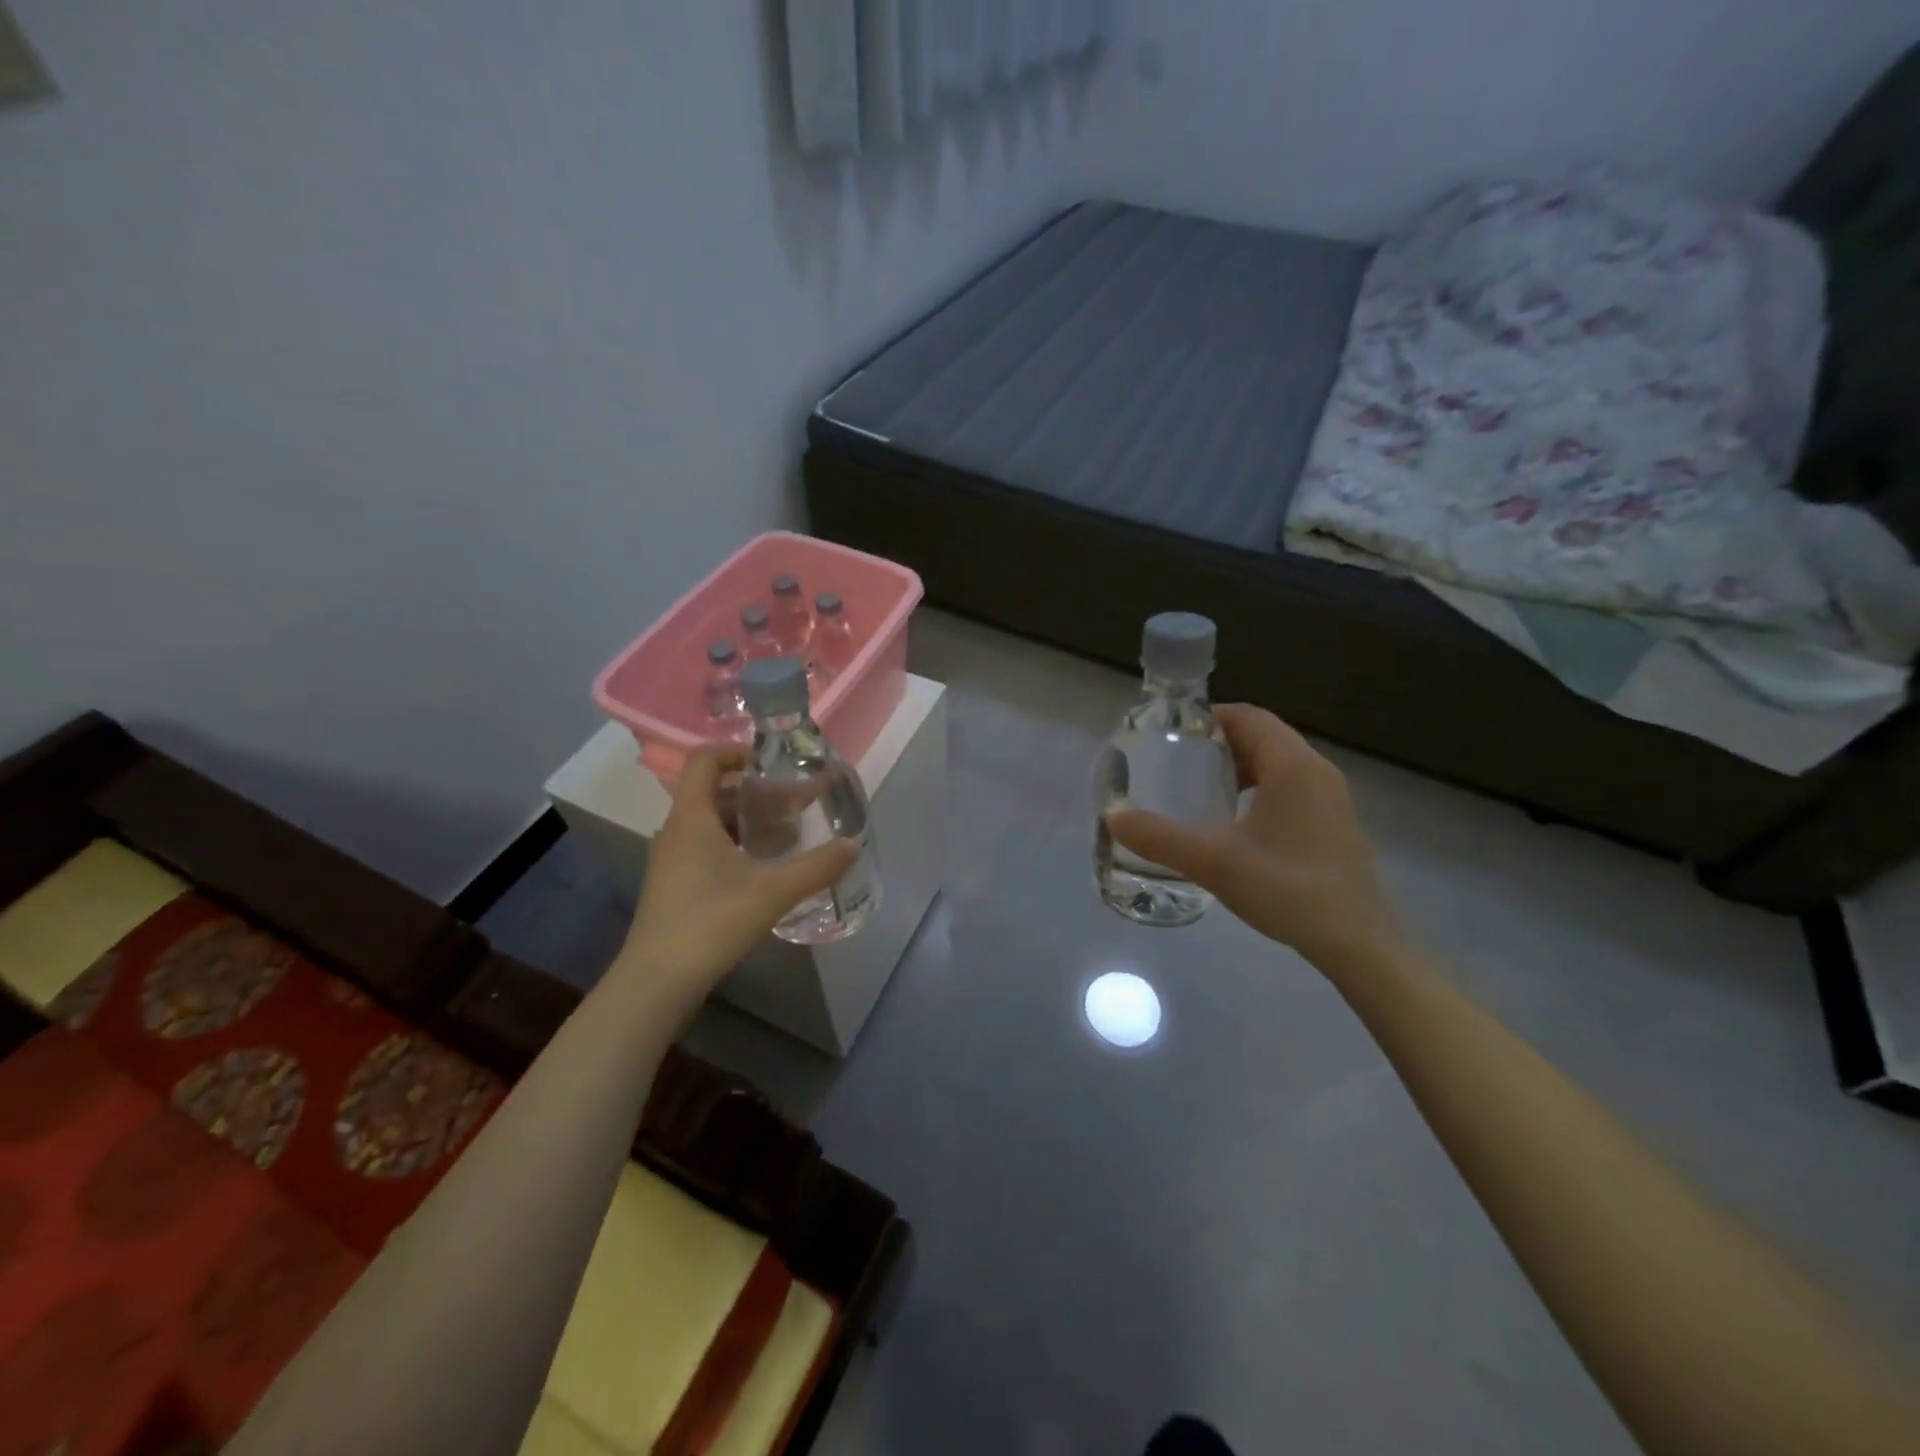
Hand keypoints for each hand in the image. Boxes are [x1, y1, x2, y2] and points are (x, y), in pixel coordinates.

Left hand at [615, 745, 857, 1001]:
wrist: (657, 982)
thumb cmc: (711, 923)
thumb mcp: (772, 893)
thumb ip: (816, 867)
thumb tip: (853, 845)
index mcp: (691, 818)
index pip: (705, 760)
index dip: (737, 751)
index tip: (773, 764)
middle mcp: (676, 831)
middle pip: (714, 791)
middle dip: (756, 791)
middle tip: (795, 803)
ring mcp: (671, 859)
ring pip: (711, 822)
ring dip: (747, 820)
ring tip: (786, 833)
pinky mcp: (674, 884)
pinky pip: (705, 846)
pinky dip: (735, 844)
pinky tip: (762, 867)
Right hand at [1106, 704, 1396, 964]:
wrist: (1358, 943)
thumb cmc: (1288, 889)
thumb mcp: (1214, 862)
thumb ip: (1161, 838)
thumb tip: (1115, 819)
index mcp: (1293, 766)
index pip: (1249, 717)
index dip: (1210, 716)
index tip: (1173, 733)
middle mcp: (1316, 771)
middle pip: (1264, 736)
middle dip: (1221, 741)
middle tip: (1180, 760)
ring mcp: (1331, 798)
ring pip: (1280, 762)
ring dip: (1242, 766)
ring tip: (1203, 787)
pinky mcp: (1334, 824)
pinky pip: (1291, 787)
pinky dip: (1261, 788)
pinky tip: (1237, 823)